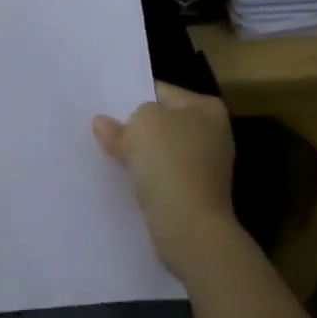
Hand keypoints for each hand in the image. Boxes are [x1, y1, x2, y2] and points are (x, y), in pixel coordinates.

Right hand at [93, 82, 237, 277]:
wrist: (189, 226)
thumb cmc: (169, 161)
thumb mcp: (139, 125)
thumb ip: (120, 122)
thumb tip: (103, 124)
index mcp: (206, 108)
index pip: (160, 92)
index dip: (132, 97)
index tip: (107, 107)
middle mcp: (213, 133)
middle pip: (162, 122)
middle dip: (136, 127)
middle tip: (104, 129)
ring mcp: (206, 166)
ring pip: (162, 151)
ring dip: (141, 154)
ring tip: (110, 153)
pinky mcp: (196, 194)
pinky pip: (164, 175)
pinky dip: (148, 177)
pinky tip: (126, 177)